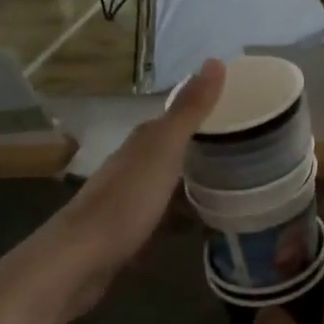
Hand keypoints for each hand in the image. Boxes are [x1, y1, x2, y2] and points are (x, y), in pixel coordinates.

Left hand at [0, 59, 224, 323]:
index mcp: (142, 142)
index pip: (176, 117)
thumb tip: (215, 60)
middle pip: (173, 150)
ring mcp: (128, 200)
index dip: (204, 112)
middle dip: (203, 149)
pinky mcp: (127, 233)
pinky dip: (183, 217)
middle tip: (246, 151)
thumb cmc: (125, 203)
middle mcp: (132, 165)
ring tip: (234, 189)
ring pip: (169, 183)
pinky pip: (164, 216)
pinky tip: (203, 227)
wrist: (77, 263)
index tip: (239, 112)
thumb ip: (189, 110)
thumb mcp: (164, 151)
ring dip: (194, 184)